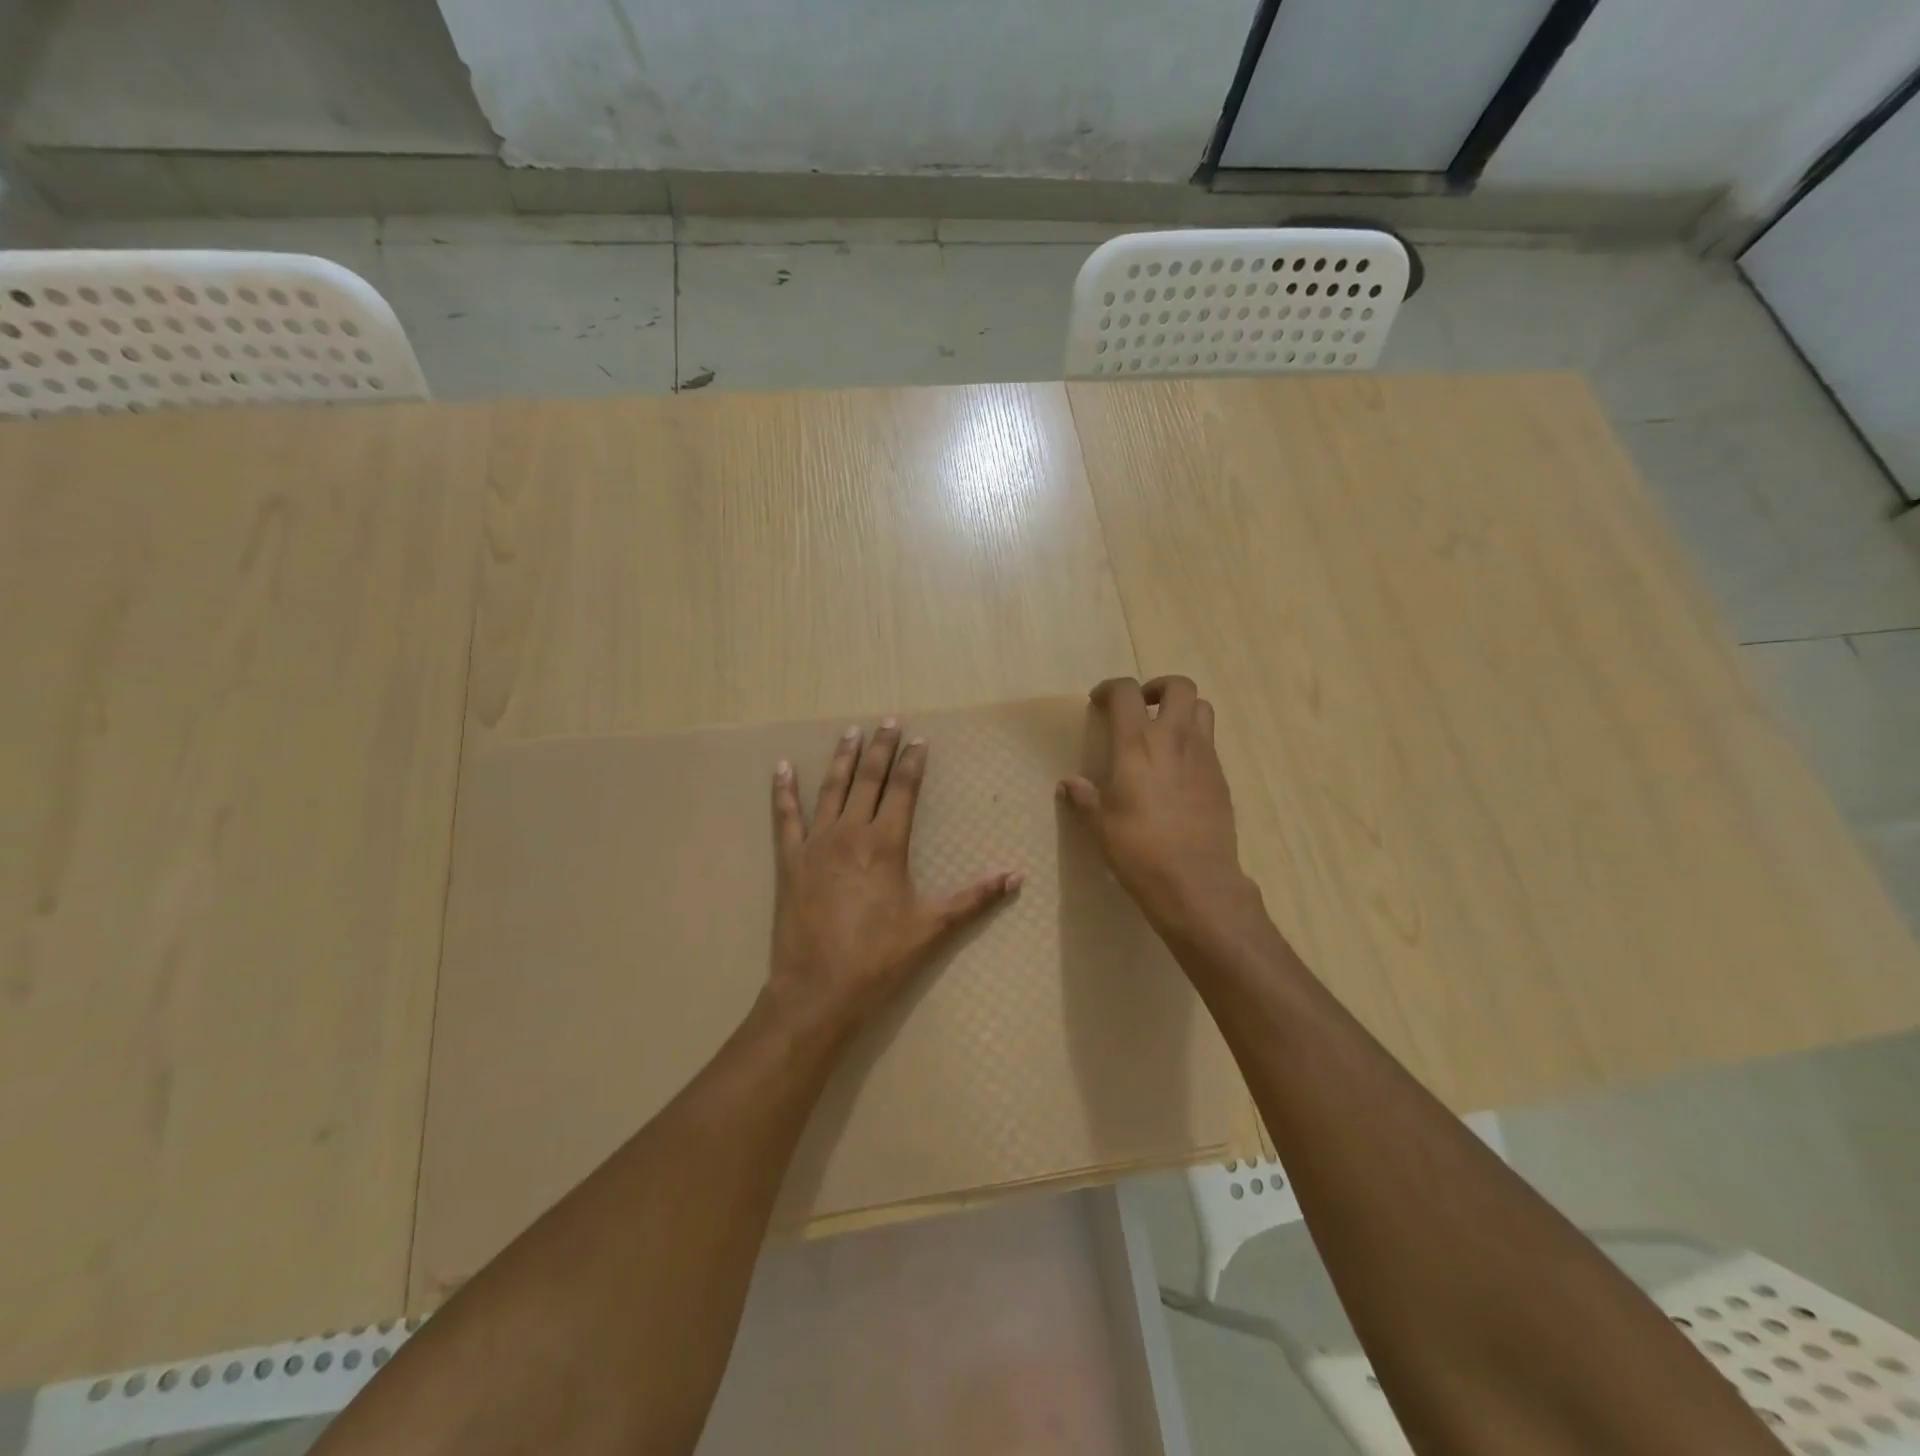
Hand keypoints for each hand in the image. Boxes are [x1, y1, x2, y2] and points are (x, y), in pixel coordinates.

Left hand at [766, 719, 1022, 1034]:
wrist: (819, 988)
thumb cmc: (880, 957)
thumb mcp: (933, 927)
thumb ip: (975, 898)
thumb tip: (1016, 876)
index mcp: (886, 843)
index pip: (903, 790)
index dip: (912, 763)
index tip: (918, 739)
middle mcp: (851, 832)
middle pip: (868, 779)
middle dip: (881, 749)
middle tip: (887, 722)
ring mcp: (817, 843)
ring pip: (830, 789)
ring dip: (842, 759)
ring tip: (850, 732)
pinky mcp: (790, 860)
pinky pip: (785, 817)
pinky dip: (783, 791)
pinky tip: (781, 768)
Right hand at [1059, 676, 1259, 939]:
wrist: (1196, 882)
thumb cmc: (1139, 850)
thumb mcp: (1101, 826)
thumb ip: (1084, 798)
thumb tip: (1069, 784)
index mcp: (1137, 744)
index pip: (1126, 693)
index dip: (1110, 688)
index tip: (1098, 702)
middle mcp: (1175, 739)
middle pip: (1179, 686)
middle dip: (1158, 687)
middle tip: (1141, 707)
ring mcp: (1204, 756)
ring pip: (1203, 709)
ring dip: (1182, 710)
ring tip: (1163, 732)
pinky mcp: (1221, 778)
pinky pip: (1209, 743)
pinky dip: (1193, 742)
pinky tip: (1177, 771)